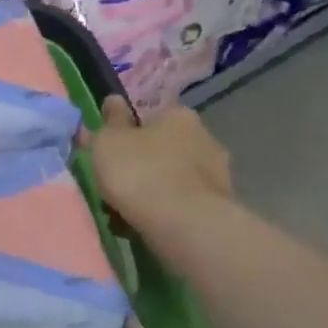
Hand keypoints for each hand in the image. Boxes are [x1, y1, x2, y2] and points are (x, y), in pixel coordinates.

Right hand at [88, 96, 232, 234]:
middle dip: (141, 161)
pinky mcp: (220, 207)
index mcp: (179, 115)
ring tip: (124, 209)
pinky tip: (144, 224)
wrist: (185, 226)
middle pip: (163, 147)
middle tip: (115, 180)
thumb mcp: (108, 141)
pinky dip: (165, 210)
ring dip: (152, 188)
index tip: (110, 149)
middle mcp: (205, 138)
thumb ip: (109, 121)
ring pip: (173, 177)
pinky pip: (182, 203)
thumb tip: (114, 100)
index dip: (127, 131)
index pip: (150, 116)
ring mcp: (218, 175)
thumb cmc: (139, 172)